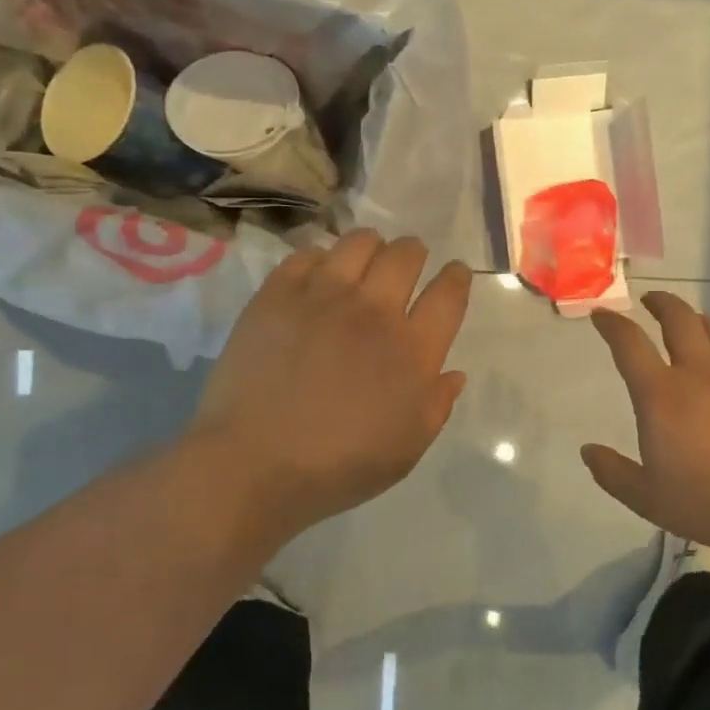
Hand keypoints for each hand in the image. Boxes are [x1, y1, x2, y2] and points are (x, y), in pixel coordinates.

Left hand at [189, 229, 471, 542]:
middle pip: (406, 254)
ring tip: (363, 263)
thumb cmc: (338, 467)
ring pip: (359, 242)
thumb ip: (436, 405)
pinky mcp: (278, 294)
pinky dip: (321, 260)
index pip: (448, 294)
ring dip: (371, 248)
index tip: (454, 273)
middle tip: (406, 265)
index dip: (456, 277)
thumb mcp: (406, 449)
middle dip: (414, 254)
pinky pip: (307, 254)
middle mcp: (373, 311)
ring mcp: (322, 296)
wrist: (252, 465)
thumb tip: (453, 372)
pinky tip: (317, 278)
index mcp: (412, 350)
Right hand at [582, 291, 709, 562]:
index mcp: (661, 394)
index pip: (628, 343)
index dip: (611, 324)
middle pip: (678, 318)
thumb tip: (588, 451)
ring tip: (690, 323)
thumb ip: (612, 472)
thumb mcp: (646, 498)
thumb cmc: (708, 503)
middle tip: (650, 301)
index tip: (601, 315)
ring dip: (697, 321)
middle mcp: (699, 373)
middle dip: (660, 303)